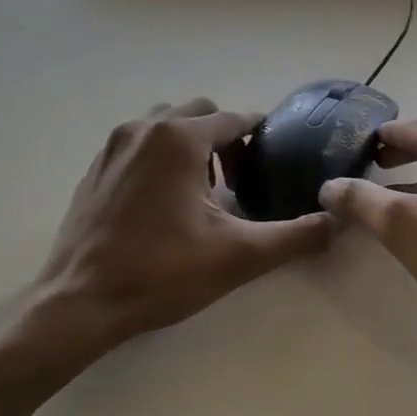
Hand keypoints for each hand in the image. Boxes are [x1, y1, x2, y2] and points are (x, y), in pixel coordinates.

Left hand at [26, 100, 331, 364]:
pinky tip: (168, 204)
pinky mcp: (95, 170)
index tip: (276, 163)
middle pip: (199, 113)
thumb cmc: (162, 272)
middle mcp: (143, 129)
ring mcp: (112, 147)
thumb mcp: (240, 256)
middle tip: (240, 182)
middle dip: (226, 138)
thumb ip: (296, 236)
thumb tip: (336, 222)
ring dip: (193, 145)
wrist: (80, 302)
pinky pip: (139, 145)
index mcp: (179, 138)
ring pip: (165, 125)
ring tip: (206, 190)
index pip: (234, 119)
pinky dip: (162, 158)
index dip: (261, 137)